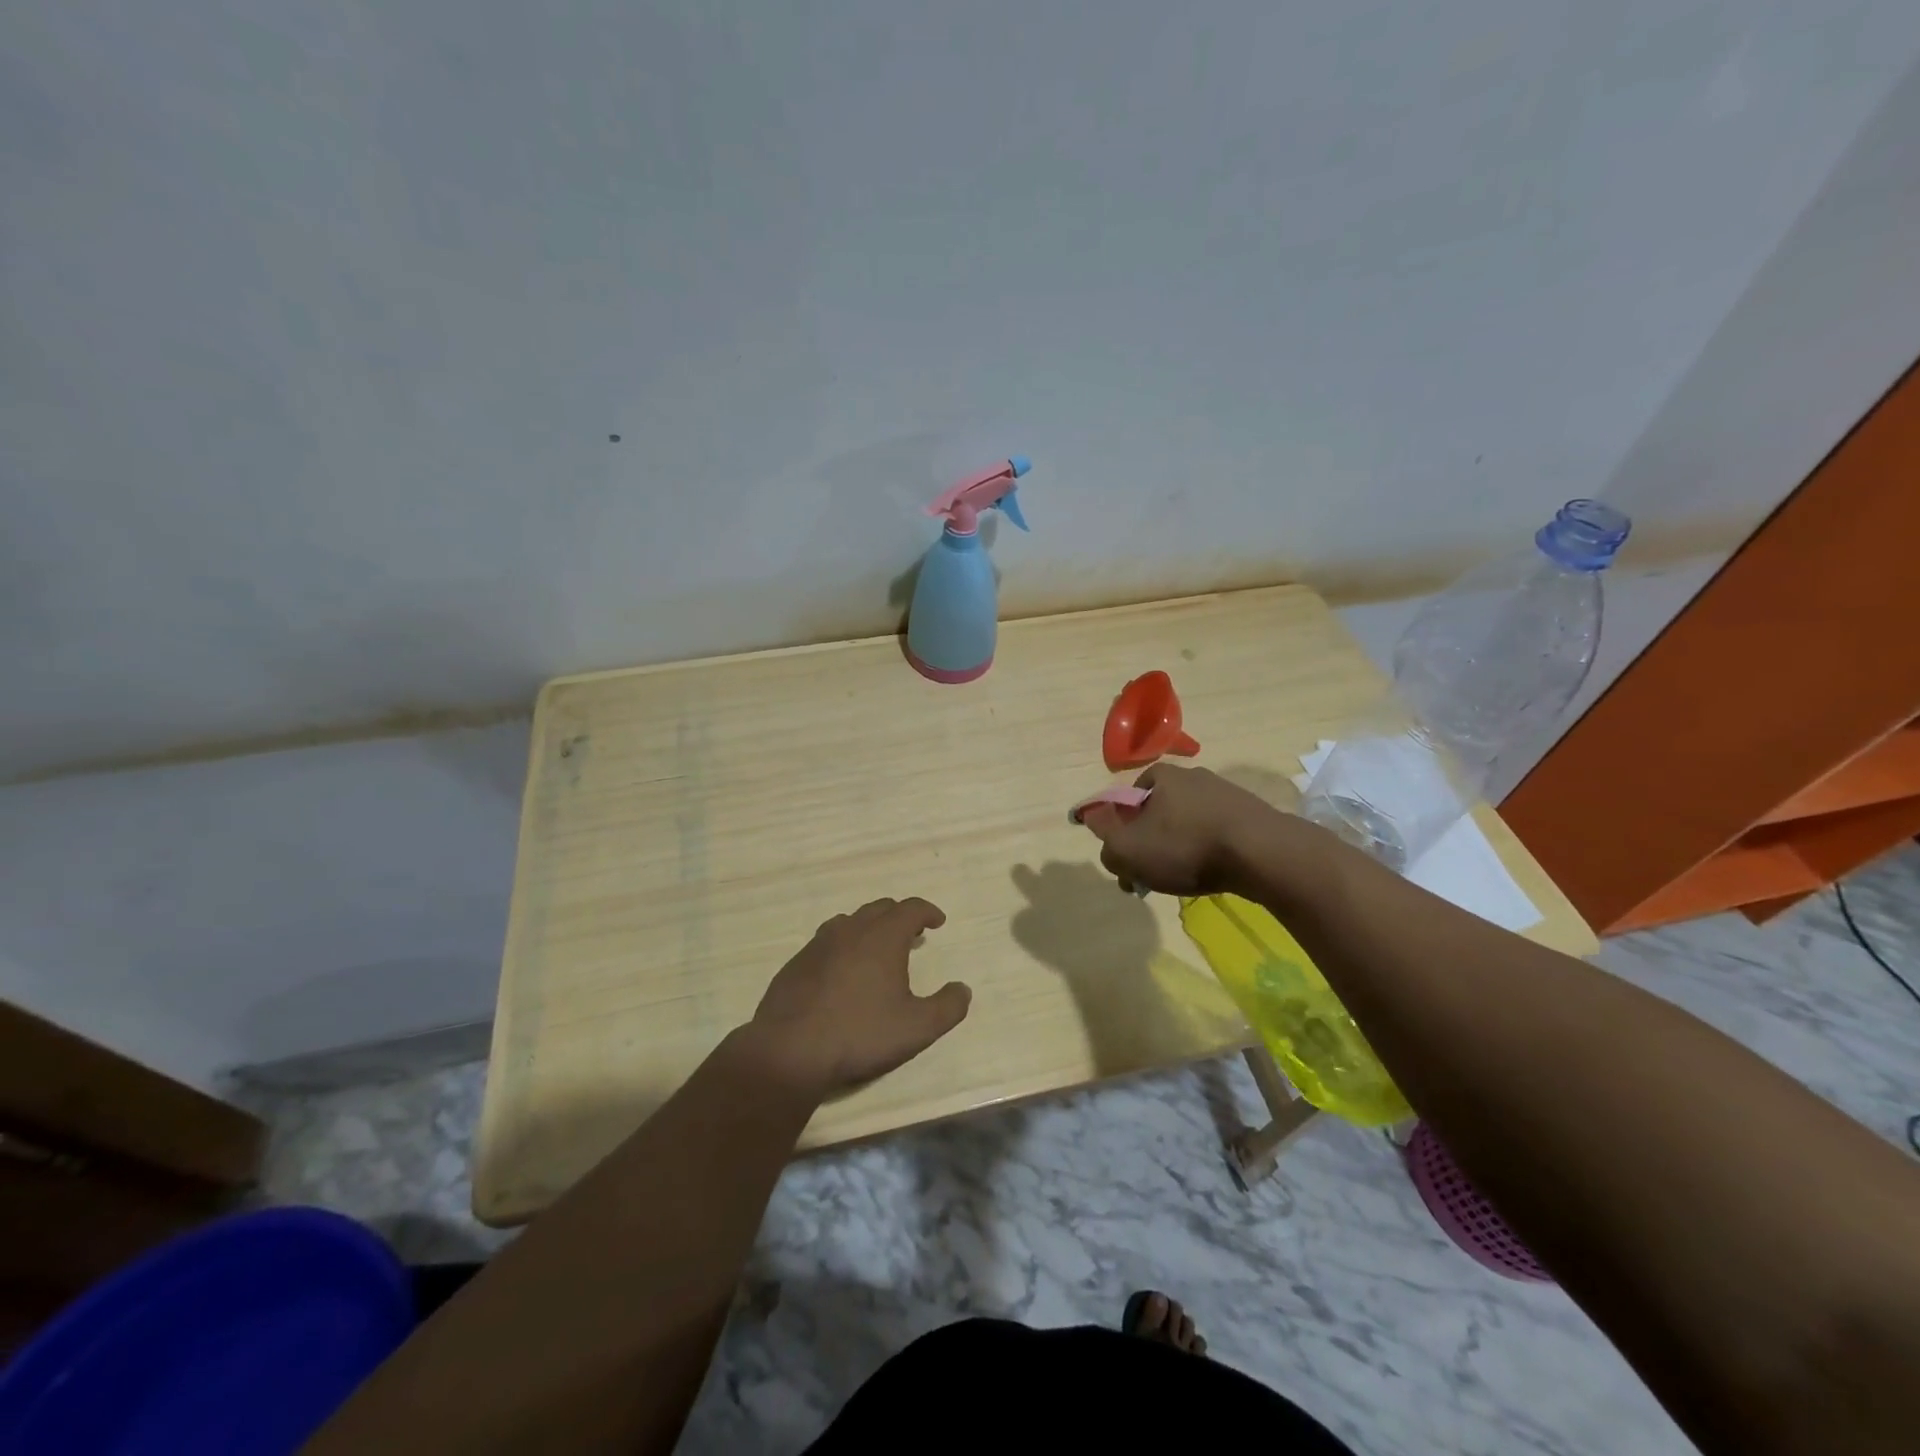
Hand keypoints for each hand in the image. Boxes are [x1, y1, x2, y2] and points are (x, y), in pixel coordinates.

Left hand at [751, 897, 969, 1093]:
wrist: (791, 1049)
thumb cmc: (860, 1033)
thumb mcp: (917, 1028)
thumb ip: (948, 1007)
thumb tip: (962, 989)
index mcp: (883, 936)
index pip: (911, 908)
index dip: (928, 911)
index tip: (937, 921)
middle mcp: (851, 930)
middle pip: (880, 908)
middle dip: (900, 917)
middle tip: (913, 934)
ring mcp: (819, 944)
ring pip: (851, 921)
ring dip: (870, 928)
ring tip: (878, 949)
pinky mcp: (797, 963)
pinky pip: (827, 942)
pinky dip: (844, 946)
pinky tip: (843, 972)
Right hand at [1078, 764, 1278, 895]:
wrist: (1263, 853)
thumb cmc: (1187, 847)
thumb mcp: (1129, 851)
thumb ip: (1106, 843)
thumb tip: (1100, 834)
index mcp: (1161, 776)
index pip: (1129, 797)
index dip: (1122, 829)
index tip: (1128, 858)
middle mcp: (1193, 776)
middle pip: (1159, 812)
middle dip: (1151, 842)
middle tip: (1153, 875)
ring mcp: (1226, 793)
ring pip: (1189, 823)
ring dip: (1181, 848)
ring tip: (1185, 879)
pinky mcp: (1252, 813)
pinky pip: (1218, 831)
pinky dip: (1210, 850)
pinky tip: (1214, 872)